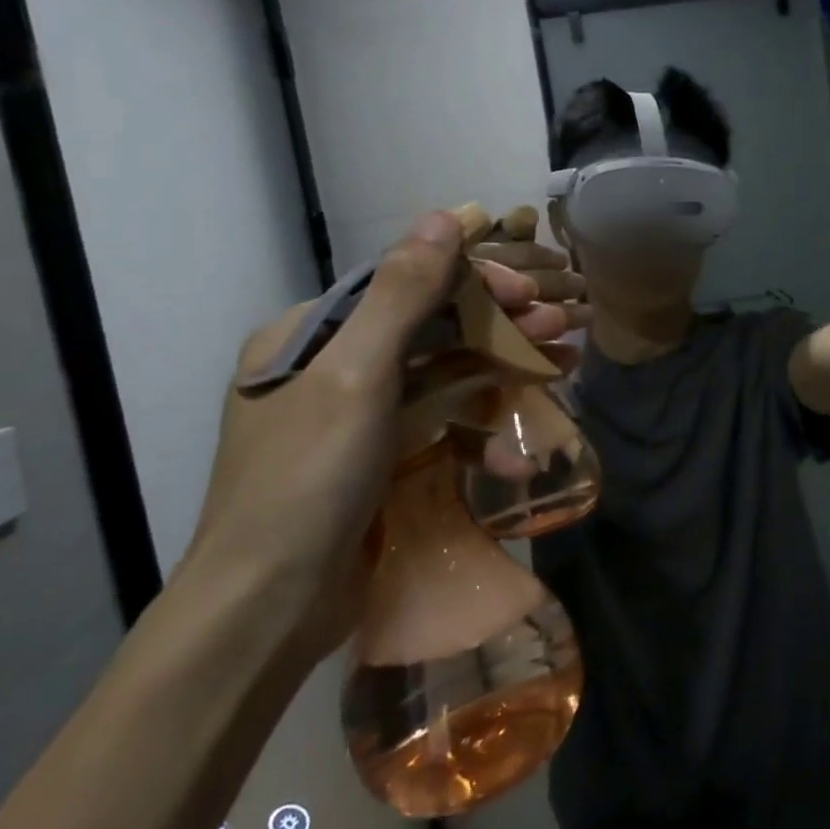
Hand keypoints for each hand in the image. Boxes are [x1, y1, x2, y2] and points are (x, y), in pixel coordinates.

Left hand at [179, 211, 574, 662]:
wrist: (266, 613)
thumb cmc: (306, 482)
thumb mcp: (356, 377)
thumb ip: (403, 294)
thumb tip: (445, 215)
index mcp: (310, 336)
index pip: (405, 283)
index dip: (473, 279)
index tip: (530, 289)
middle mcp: (332, 369)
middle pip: (432, 330)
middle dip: (500, 326)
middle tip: (562, 324)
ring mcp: (358, 420)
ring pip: (445, 379)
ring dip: (503, 375)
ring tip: (563, 368)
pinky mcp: (381, 463)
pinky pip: (439, 430)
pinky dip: (478, 438)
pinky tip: (518, 455)